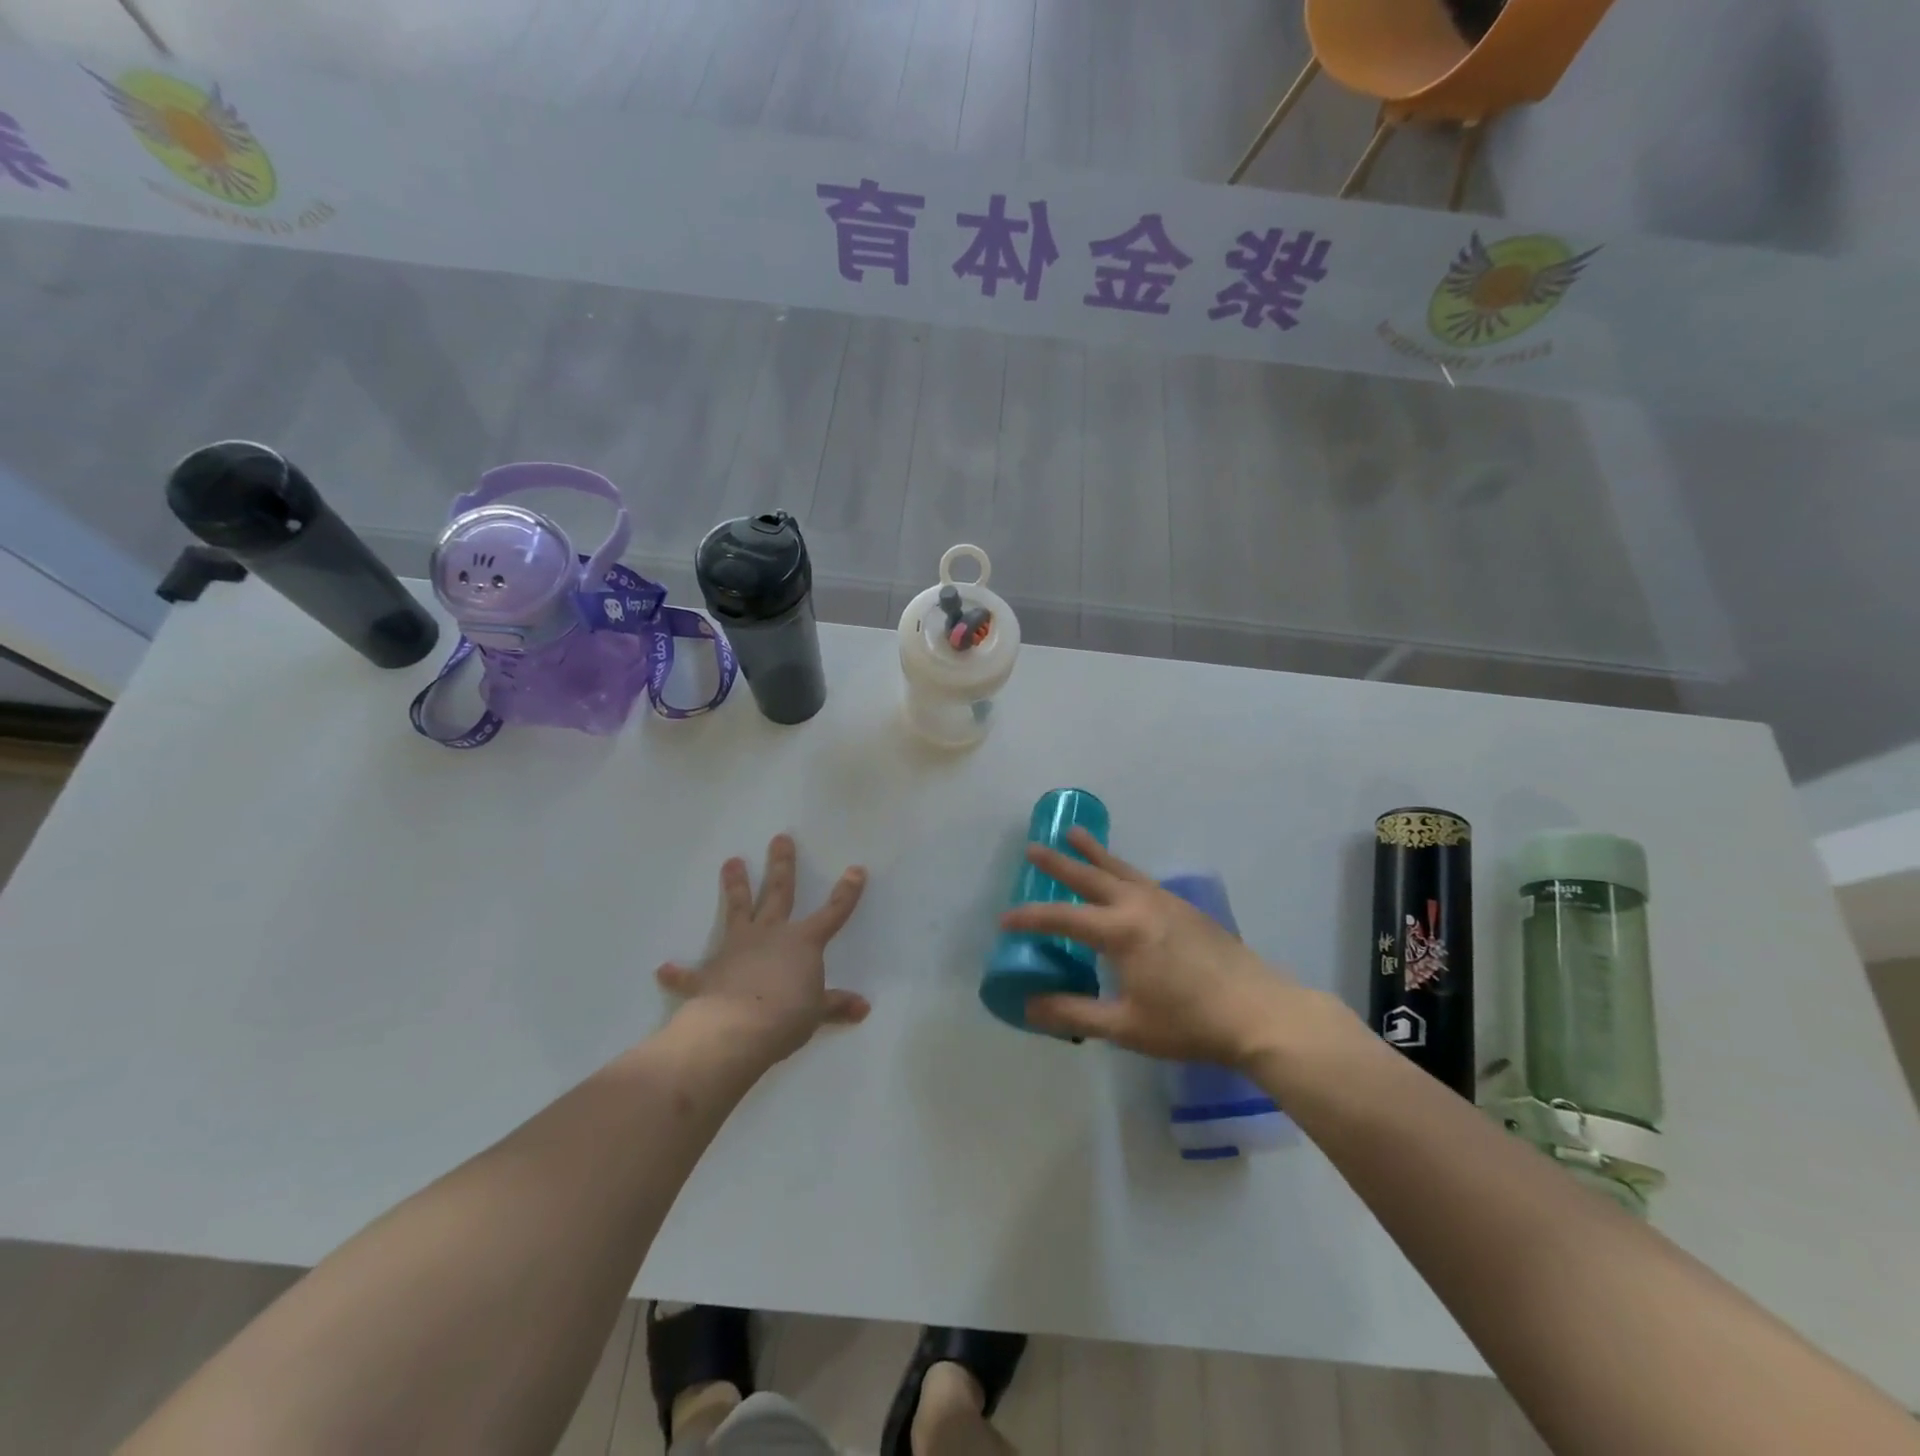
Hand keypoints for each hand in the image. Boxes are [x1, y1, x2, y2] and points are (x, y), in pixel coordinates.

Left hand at [656, 834, 869, 1063]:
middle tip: (779, 838)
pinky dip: (679, 973)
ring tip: (731, 861)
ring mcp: (737, 948)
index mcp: (803, 942)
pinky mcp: (709, 973)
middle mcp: (770, 934)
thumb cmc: (787, 1016)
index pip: (833, 912)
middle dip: (782, 865)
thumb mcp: (817, 1012)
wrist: (737, 1029)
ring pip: (738, 909)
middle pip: (778, 892)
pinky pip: (692, 974)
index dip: (847, 892)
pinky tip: (664, 969)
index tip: (856, 869)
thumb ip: (836, 1005)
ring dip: (735, 886)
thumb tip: (863, 1007)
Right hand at [1000, 829, 1335, 1067]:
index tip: (1005, 919)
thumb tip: (1029, 1007)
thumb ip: (1074, 1012)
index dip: (1030, 918)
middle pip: (1091, 876)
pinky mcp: (1186, 908)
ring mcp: (1166, 902)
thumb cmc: (1188, 1022)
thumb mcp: (1125, 1026)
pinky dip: (1121, 870)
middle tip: (1033, 847)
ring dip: (1094, 853)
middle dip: (1059, 862)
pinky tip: (1123, 878)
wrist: (1259, 1012)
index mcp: (1121, 931)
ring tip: (1074, 833)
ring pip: (1120, 869)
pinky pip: (1142, 879)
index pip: (1062, 917)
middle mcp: (1139, 905)